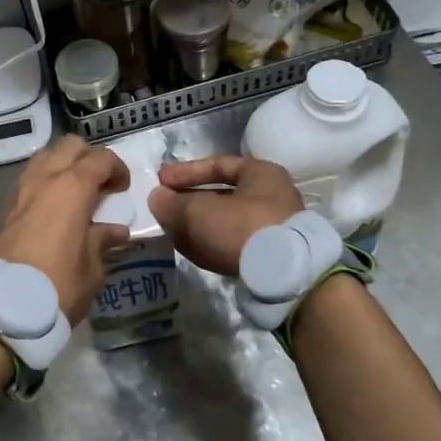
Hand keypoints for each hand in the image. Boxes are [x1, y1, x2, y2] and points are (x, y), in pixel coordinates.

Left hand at [0, 135, 130, 323]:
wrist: (5, 308)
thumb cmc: (59, 286)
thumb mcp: (93, 269)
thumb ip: (103, 241)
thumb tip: (115, 231)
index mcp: (72, 188)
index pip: (100, 159)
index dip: (117, 168)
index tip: (123, 189)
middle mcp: (45, 179)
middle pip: (70, 146)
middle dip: (89, 158)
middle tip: (101, 185)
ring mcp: (22, 191)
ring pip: (46, 157)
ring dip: (64, 165)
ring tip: (77, 192)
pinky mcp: (8, 208)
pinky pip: (31, 178)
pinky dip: (47, 181)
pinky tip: (56, 207)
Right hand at [148, 155, 303, 276]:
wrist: (284, 276)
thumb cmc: (242, 226)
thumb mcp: (199, 210)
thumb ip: (173, 203)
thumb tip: (156, 198)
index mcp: (261, 173)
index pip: (218, 164)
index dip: (186, 171)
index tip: (160, 181)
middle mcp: (271, 197)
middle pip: (221, 195)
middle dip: (189, 202)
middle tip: (163, 208)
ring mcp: (272, 229)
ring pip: (224, 222)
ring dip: (197, 225)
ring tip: (170, 231)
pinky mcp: (269, 257)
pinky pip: (232, 244)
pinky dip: (209, 243)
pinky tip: (189, 249)